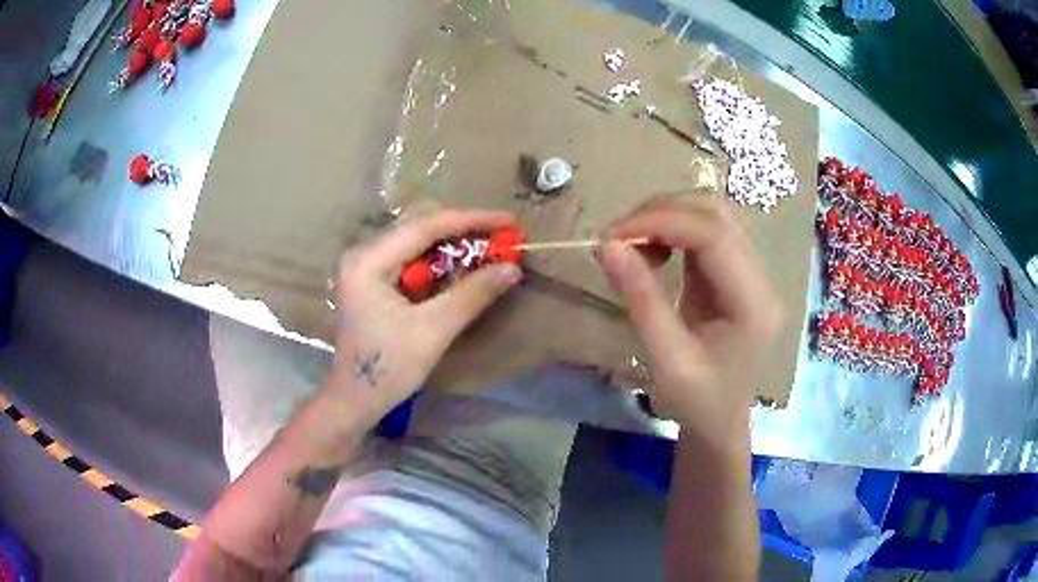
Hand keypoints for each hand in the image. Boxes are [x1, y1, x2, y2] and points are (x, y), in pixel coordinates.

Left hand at [328, 210, 522, 415]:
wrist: (354, 401)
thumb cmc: (387, 368)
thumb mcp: (433, 331)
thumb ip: (472, 295)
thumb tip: (512, 267)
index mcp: (369, 261)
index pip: (425, 226)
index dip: (471, 220)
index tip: (509, 221)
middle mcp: (363, 254)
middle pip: (419, 226)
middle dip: (463, 230)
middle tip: (501, 237)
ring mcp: (365, 267)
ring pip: (416, 241)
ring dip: (453, 244)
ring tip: (488, 250)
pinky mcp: (372, 281)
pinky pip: (411, 259)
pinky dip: (439, 261)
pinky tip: (461, 268)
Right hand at [599, 195, 782, 448]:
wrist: (720, 422)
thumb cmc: (698, 403)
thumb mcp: (667, 361)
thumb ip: (641, 300)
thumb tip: (607, 246)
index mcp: (754, 304)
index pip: (713, 235)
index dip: (661, 221)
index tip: (612, 235)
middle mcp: (761, 278)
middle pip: (715, 213)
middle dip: (661, 212)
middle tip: (616, 238)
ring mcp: (751, 272)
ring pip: (710, 215)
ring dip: (665, 217)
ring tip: (631, 245)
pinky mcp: (736, 272)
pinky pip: (704, 233)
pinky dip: (671, 231)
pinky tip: (651, 251)